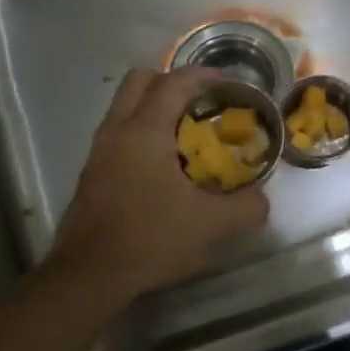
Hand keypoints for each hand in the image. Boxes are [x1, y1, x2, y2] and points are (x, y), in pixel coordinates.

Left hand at [46, 67, 269, 301]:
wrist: (89, 274)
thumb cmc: (150, 239)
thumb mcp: (211, 226)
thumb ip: (246, 208)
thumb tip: (260, 199)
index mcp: (145, 131)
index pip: (174, 83)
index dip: (202, 76)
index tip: (227, 83)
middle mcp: (117, 130)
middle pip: (140, 80)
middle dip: (171, 82)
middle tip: (200, 103)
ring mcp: (98, 151)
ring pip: (124, 106)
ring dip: (153, 107)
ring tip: (184, 134)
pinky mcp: (91, 172)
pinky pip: (118, 132)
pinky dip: (141, 132)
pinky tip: (161, 166)